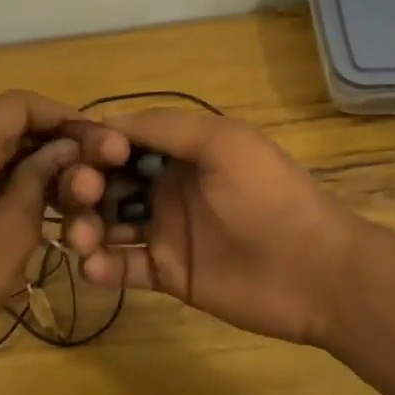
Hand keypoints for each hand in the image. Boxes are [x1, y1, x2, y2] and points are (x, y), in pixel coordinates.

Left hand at [0, 91, 126, 371]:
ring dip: (37, 162)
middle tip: (95, 166)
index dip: (61, 114)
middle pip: (7, 125)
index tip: (97, 138)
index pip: (17, 104)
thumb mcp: (13, 228)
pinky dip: (16, 181)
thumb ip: (40, 179)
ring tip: (78, 186)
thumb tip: (65, 148)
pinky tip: (48, 204)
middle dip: (52, 139)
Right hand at [57, 108, 369, 345]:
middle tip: (83, 197)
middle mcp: (166, 186)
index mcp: (179, 151)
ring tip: (82, 240)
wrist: (315, 271)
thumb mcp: (222, 143)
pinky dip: (102, 267)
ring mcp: (165, 231)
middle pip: (106, 182)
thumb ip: (163, 127)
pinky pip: (124, 267)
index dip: (93, 145)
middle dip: (82, 186)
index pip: (120, 142)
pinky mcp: (168, 273)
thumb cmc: (268, 197)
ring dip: (85, 226)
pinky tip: (95, 268)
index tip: (79, 156)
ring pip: (107, 224)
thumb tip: (102, 121)